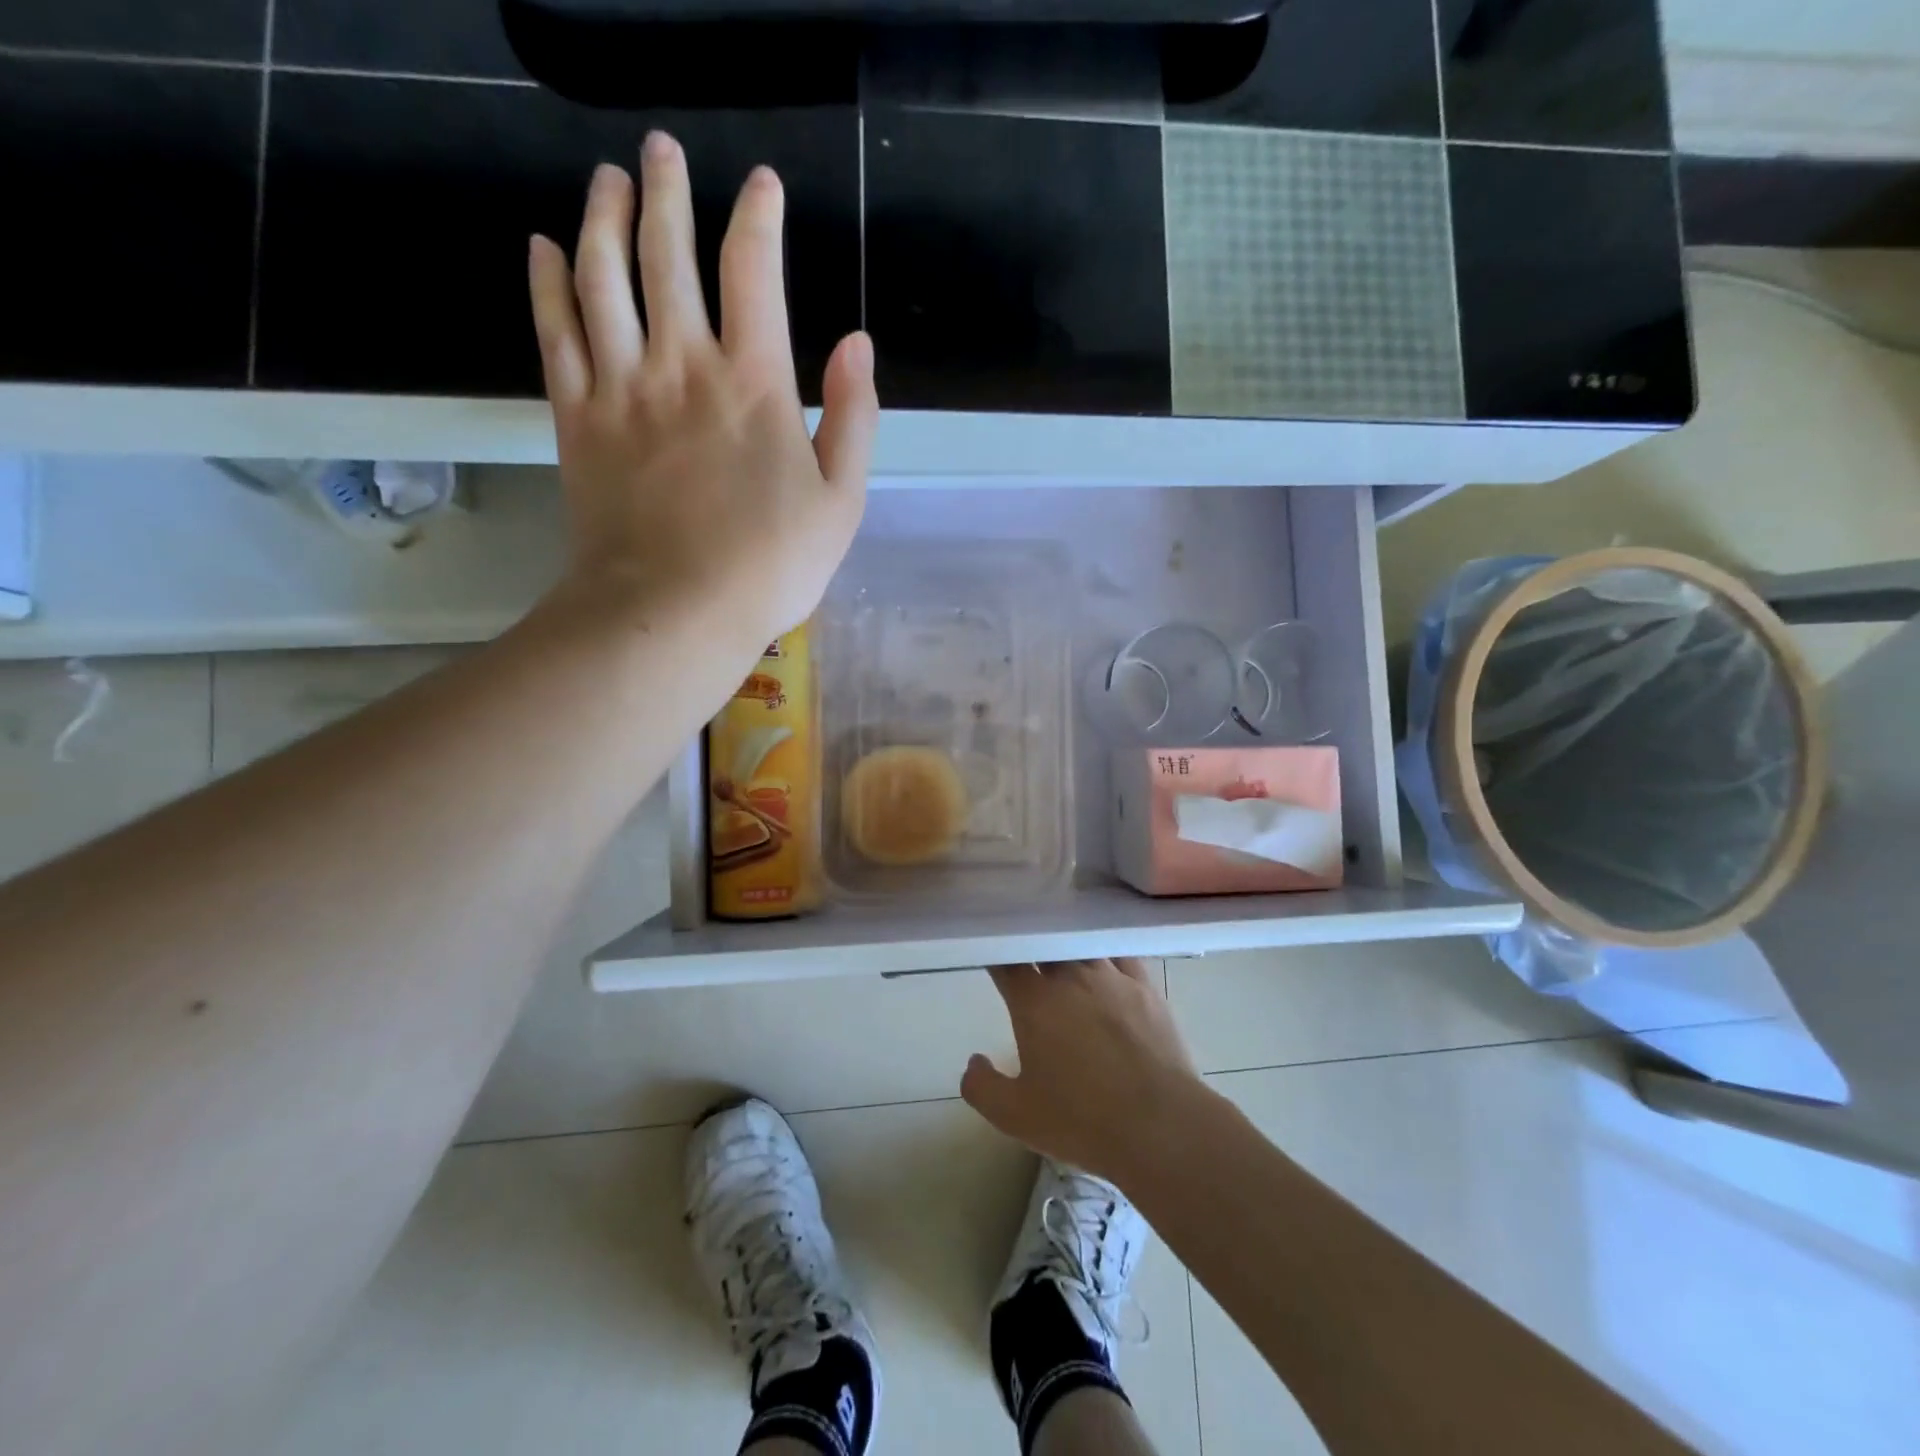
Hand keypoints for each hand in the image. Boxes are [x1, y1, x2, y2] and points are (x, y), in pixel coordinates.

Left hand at [527, 131, 876, 653]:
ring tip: (606, 179)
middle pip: (667, 254)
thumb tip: (858, 342)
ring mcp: (622, 386)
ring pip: (602, 276)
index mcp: (755, 383)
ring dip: (603, 217)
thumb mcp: (841, 502)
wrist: (674, 612)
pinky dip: (547, 282)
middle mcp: (683, 364)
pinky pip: (555, 332)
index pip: (754, 271)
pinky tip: (544, 247)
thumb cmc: (770, 566)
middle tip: (661, 150)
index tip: (761, 184)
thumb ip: (853, 418)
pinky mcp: (577, 418)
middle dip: (667, 192)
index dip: (758, 217)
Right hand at [962, 958, 1207, 1185]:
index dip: (997, 956)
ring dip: (1068, 952)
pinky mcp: (1145, 988)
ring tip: (1065, 959)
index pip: (1008, 962)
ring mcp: (1112, 978)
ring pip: (1082, 948)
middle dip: (1032, 948)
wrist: (1159, 1125)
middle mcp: (1070, 978)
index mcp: (1034, 1002)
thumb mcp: (1016, 1116)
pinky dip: (1107, 955)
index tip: (993, 957)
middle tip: (1028, 961)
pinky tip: (1106, 962)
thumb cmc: (1081, 1120)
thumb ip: (982, 1087)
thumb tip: (974, 1061)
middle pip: (1045, 946)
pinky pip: (1121, 956)